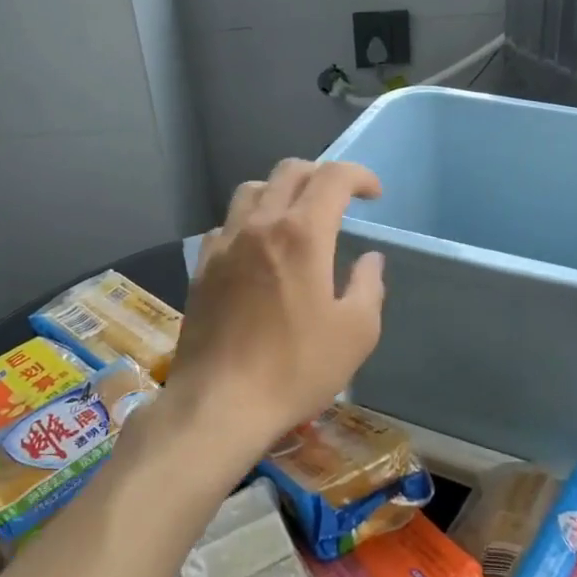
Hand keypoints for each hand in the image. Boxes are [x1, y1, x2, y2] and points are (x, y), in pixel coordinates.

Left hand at [166, 160, 386, 467]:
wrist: (220, 404)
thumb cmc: (297, 368)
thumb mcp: (356, 332)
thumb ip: (369, 285)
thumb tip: (370, 259)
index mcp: (302, 233)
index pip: (333, 177)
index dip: (359, 175)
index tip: (374, 194)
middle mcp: (260, 225)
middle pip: (289, 171)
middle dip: (321, 174)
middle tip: (340, 199)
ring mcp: (225, 244)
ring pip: (251, 190)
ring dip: (281, 191)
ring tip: (297, 217)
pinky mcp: (202, 268)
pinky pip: (227, 225)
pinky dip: (249, 222)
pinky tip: (258, 250)